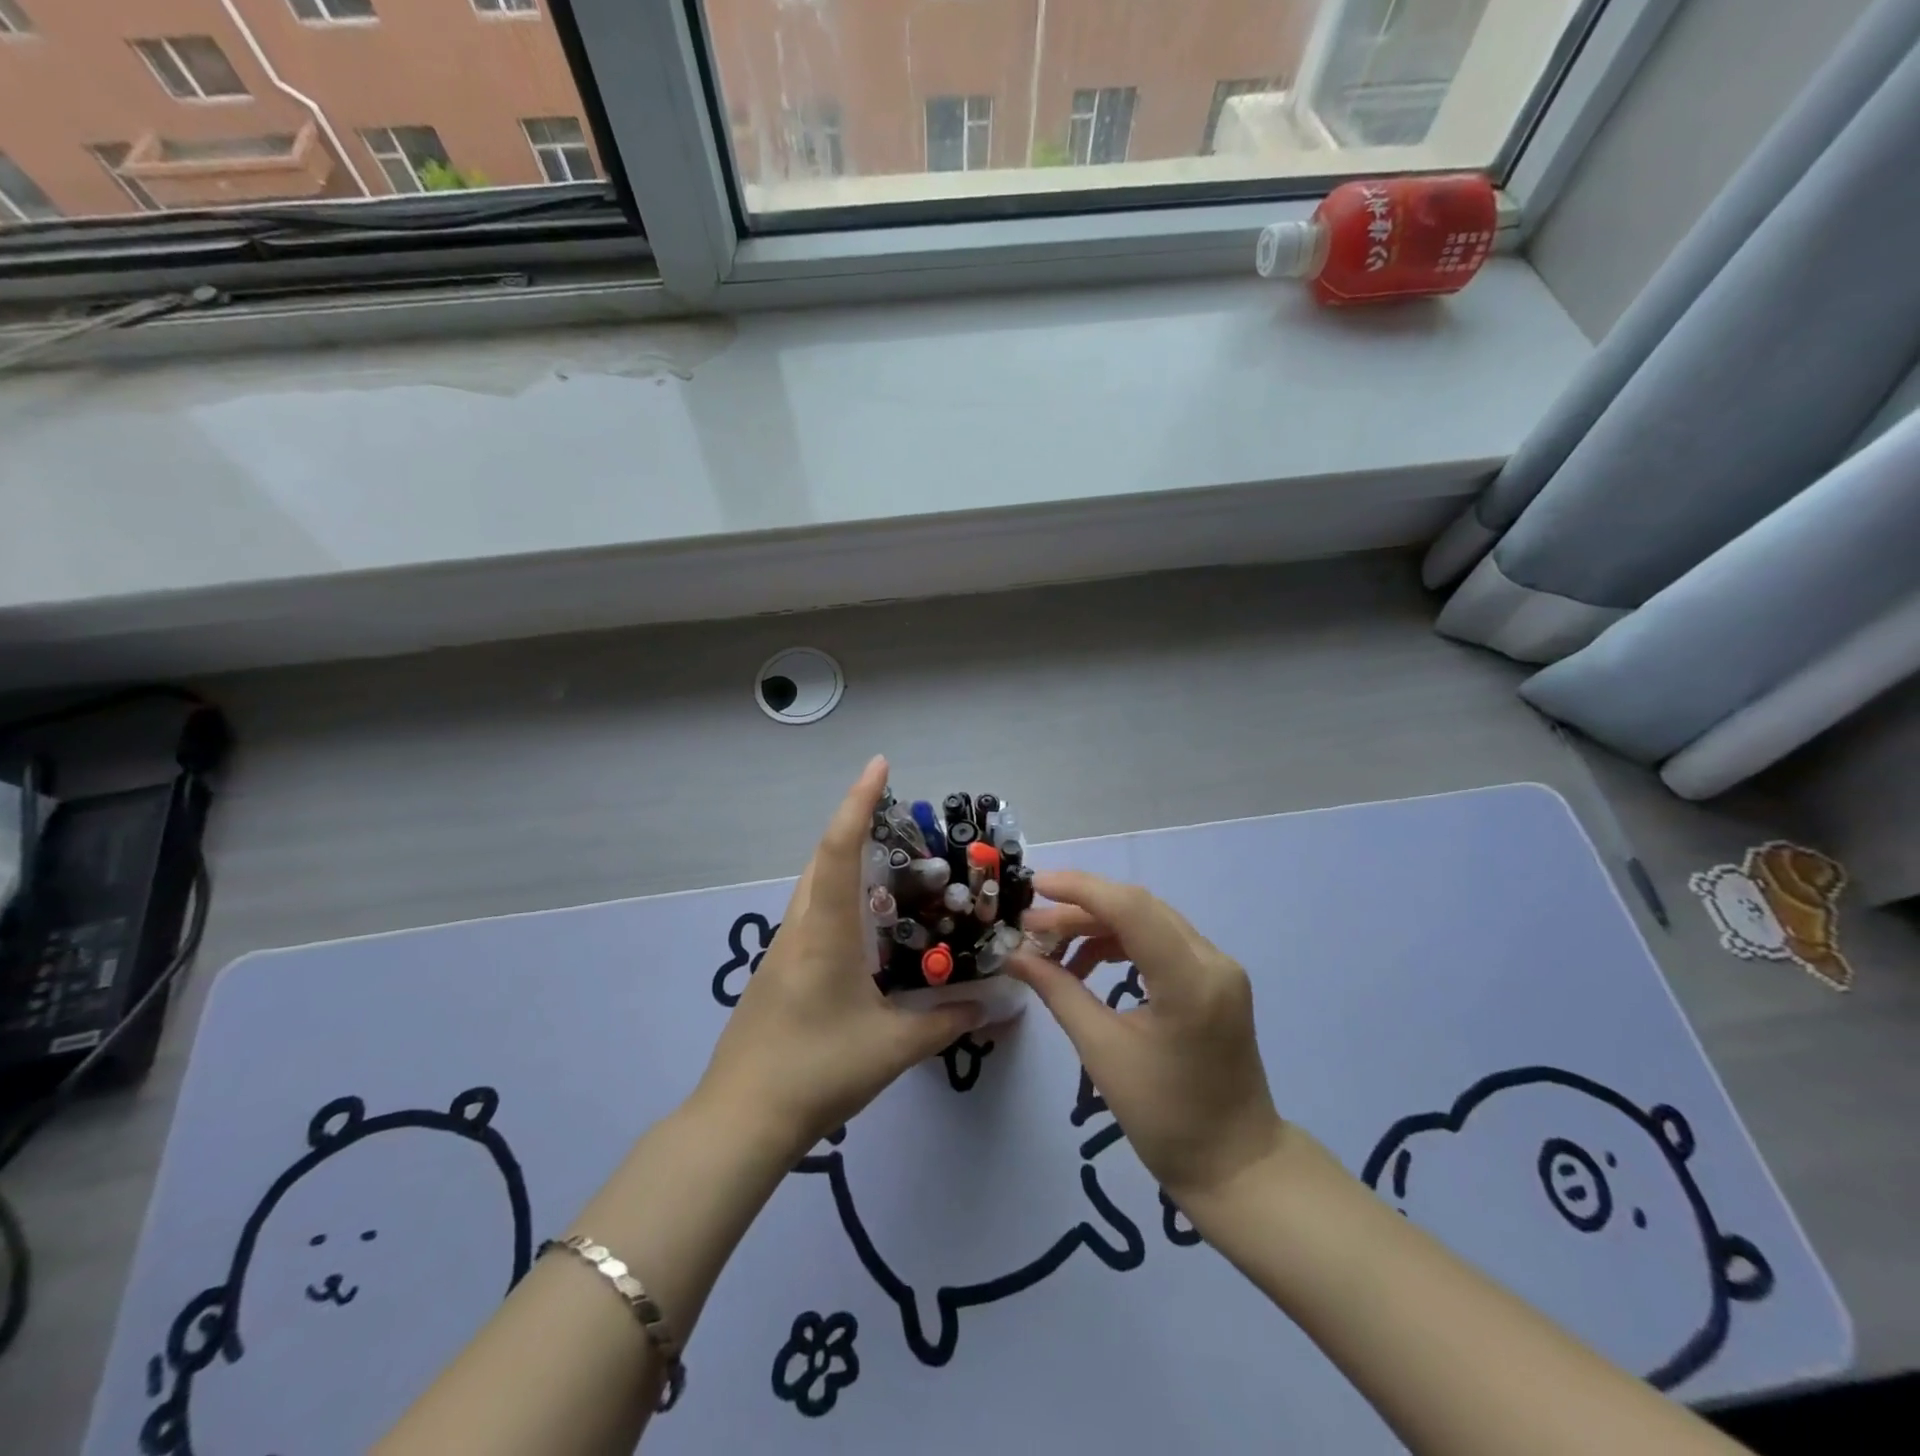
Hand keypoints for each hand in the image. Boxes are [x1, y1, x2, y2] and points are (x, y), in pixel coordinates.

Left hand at [696, 756, 985, 1163]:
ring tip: (890, 862)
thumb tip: (992, 1004)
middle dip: (855, 823)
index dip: (858, 802)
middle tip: (897, 814)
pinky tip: (866, 923)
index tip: (879, 765)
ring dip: (845, 860)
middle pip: (823, 857)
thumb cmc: (818, 1070)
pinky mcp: (779, 969)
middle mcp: (801, 927)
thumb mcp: (893, 1048)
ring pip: (814, 885)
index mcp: (826, 931)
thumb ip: (946, 1022)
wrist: (742, 1118)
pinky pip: (812, 913)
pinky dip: (839, 895)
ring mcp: (784, 948)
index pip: (840, 849)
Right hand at [1008, 871, 1285, 1212]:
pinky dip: (1121, 943)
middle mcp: (1212, 960)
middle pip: (1138, 908)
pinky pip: (1161, 941)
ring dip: (1098, 926)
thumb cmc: (1166, 1118)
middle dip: (1080, 909)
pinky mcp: (1216, 978)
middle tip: (1031, 928)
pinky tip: (1088, 965)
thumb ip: (1058, 992)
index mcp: (1190, 980)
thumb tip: (1015, 956)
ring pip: (1148, 920)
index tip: (1033, 887)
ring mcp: (1219, 967)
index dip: (1078, 889)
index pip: (1130, 908)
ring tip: (1053, 949)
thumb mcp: (1103, 1052)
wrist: (1236, 1164)